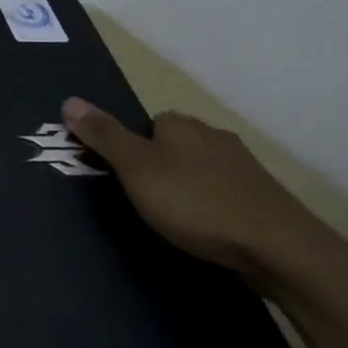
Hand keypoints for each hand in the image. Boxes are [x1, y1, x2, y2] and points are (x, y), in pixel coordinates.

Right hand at [61, 97, 347, 287]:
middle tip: (143, 203)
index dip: (131, 150)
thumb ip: (104, 136)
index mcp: (181, 124)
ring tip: (175, 221)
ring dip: (187, 188)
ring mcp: (243, 166)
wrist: (278, 247)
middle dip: (159, 168)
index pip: (146, 124)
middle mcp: (213, 135)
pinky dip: (211, 207)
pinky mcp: (262, 196)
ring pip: (200, 169)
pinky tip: (208, 230)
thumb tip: (69, 100)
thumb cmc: (196, 203)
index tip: (123, 180)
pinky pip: (223, 193)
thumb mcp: (136, 169)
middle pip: (173, 145)